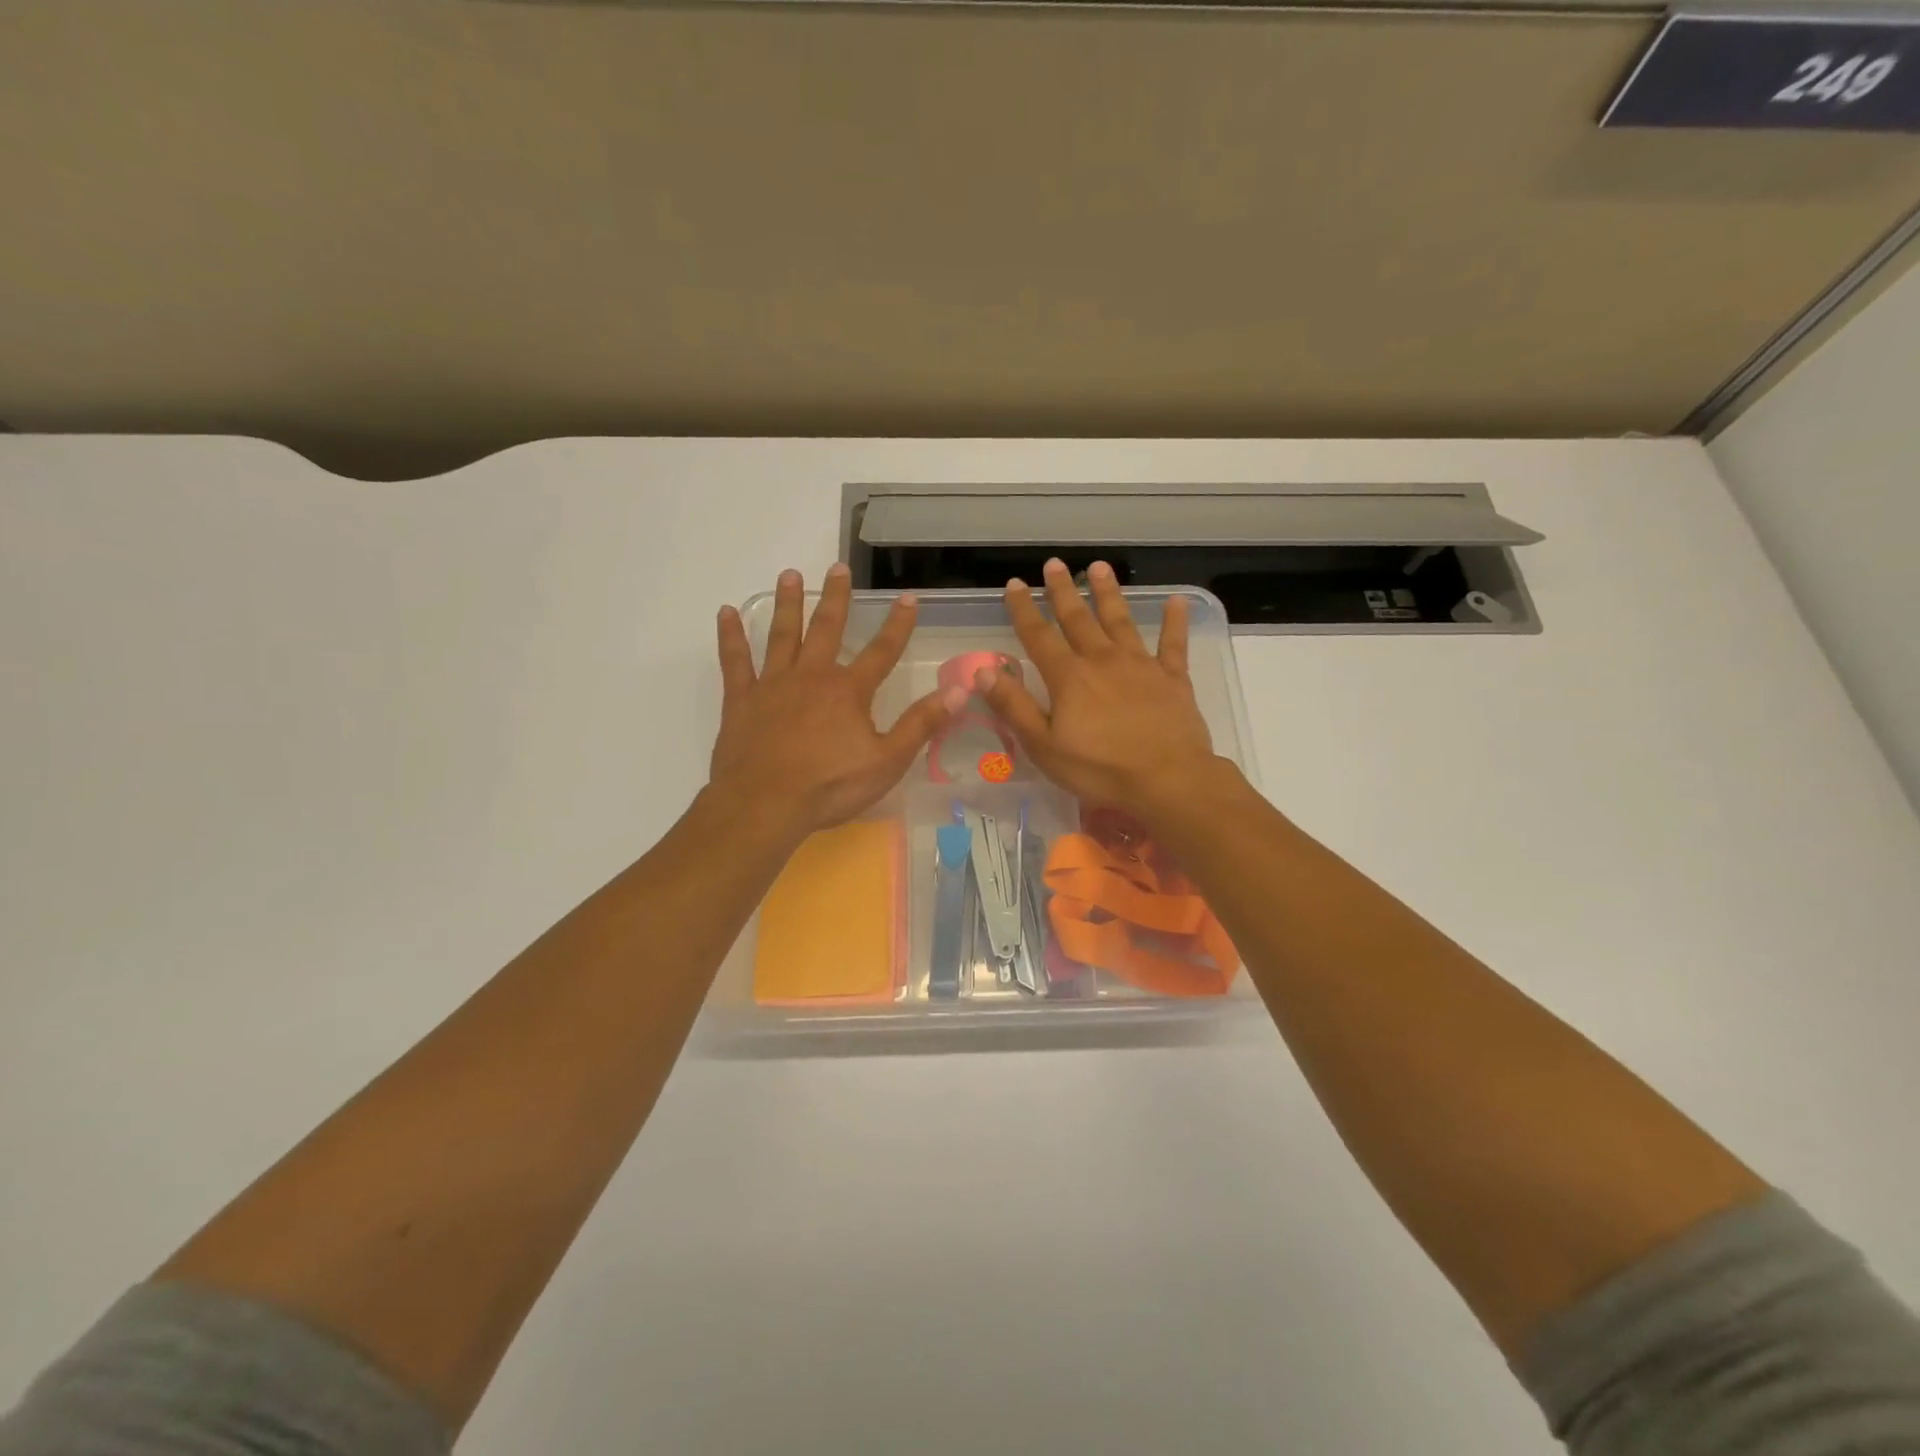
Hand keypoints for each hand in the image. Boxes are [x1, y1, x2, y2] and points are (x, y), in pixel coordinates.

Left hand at [710, 565, 965, 838]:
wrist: (765, 805)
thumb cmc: (830, 786)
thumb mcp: (887, 761)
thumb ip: (922, 724)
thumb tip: (960, 690)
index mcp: (849, 691)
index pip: (882, 651)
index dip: (898, 625)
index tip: (908, 597)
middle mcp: (812, 676)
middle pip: (827, 629)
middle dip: (835, 597)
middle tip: (837, 567)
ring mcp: (773, 684)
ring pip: (782, 634)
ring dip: (788, 604)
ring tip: (789, 574)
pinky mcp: (741, 699)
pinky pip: (735, 660)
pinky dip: (731, 636)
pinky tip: (726, 612)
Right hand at [976, 558, 1226, 823]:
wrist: (1167, 779)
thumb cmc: (1100, 769)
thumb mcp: (1044, 746)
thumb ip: (1014, 707)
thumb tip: (984, 671)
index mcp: (1069, 677)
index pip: (1039, 636)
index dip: (1023, 609)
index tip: (1014, 584)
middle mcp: (1102, 660)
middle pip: (1078, 619)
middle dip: (1063, 591)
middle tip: (1054, 565)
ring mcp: (1141, 665)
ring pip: (1120, 621)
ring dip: (1108, 593)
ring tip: (1099, 567)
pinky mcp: (1173, 678)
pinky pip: (1173, 643)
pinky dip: (1174, 621)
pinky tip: (1177, 600)